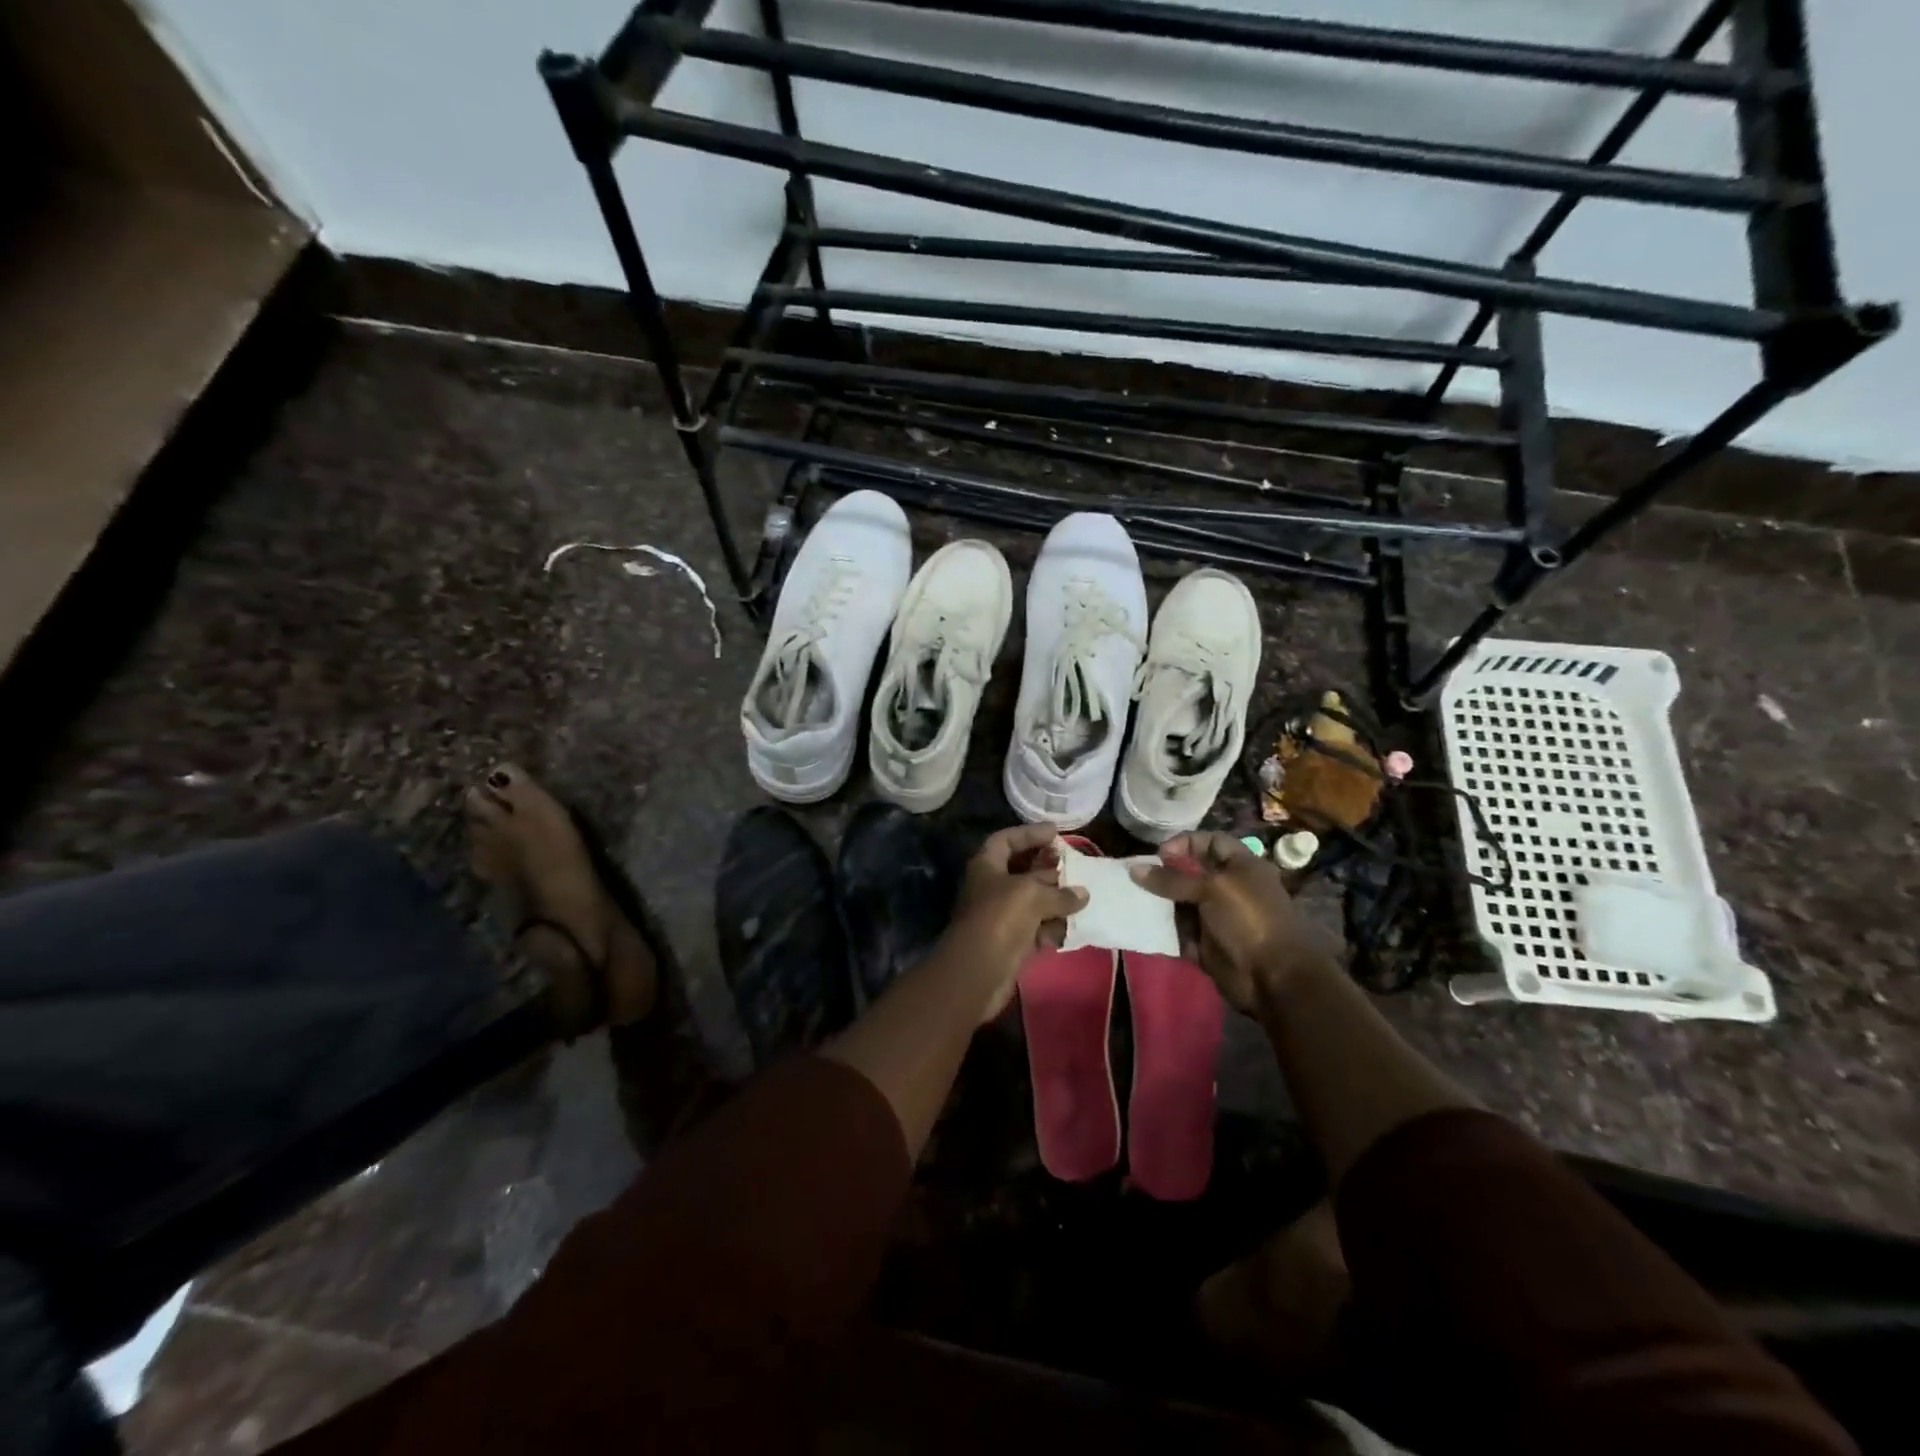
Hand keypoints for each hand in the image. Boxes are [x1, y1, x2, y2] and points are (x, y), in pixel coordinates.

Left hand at [946, 823, 1087, 1016]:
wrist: (978, 971)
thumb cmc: (1000, 918)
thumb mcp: (1032, 895)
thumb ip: (1060, 892)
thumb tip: (1083, 894)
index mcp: (987, 866)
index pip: (1006, 839)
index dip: (1029, 833)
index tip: (1056, 833)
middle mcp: (992, 887)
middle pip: (1021, 869)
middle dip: (1047, 867)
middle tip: (1073, 864)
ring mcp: (1001, 915)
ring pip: (1032, 901)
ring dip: (1055, 899)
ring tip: (1083, 895)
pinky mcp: (1011, 941)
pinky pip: (1037, 928)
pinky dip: (1053, 927)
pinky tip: (1075, 926)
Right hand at [1131, 832, 1336, 1013]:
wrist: (1272, 978)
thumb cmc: (1248, 920)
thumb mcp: (1212, 889)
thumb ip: (1172, 879)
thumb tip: (1135, 869)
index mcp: (1242, 866)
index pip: (1211, 842)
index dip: (1186, 843)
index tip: (1159, 854)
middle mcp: (1230, 888)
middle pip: (1192, 873)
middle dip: (1166, 874)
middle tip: (1140, 878)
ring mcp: (1217, 917)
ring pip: (1182, 902)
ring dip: (1161, 902)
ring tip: (1136, 900)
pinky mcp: (1207, 943)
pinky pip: (1180, 930)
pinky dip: (1164, 928)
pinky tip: (1144, 924)